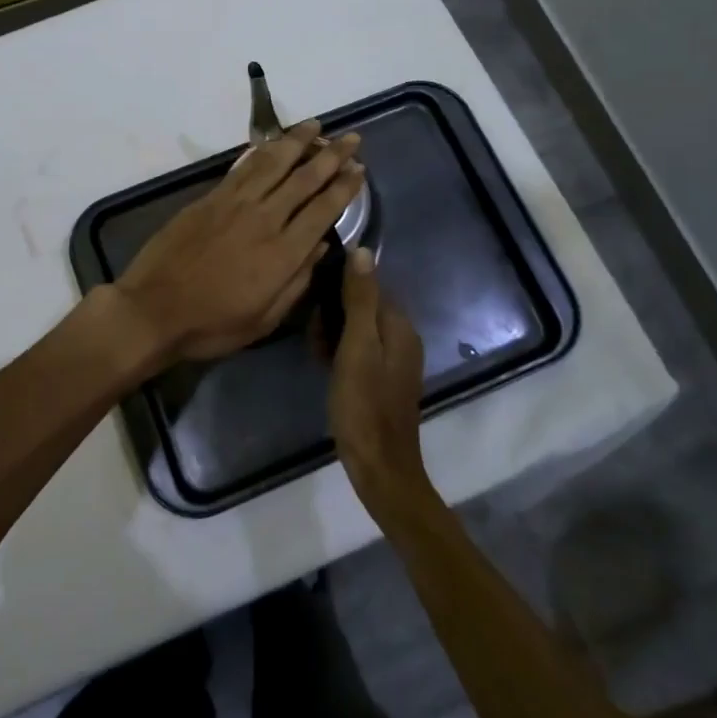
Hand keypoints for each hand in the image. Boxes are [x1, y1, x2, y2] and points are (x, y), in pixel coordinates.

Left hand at [114, 120, 364, 365]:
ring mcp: (234, 204)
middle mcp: (264, 219)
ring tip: (315, 125)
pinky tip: (274, 143)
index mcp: (283, 253)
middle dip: (331, 156)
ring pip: (273, 163)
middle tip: (351, 138)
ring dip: (297, 142)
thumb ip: (297, 281)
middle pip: (304, 179)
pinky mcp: (210, 198)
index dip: (344, 187)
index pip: (323, 210)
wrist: (153, 310)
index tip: (359, 169)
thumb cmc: (212, 324)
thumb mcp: (264, 319)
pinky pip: (243, 167)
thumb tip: (322, 246)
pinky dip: (262, 151)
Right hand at [329, 246, 435, 513]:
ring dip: (333, 334)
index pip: (368, 285)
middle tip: (313, 338)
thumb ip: (360, 299)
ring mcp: (394, 360)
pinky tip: (324, 366)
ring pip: (357, 329)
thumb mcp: (357, 347)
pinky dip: (340, 353)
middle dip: (333, 315)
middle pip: (362, 307)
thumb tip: (363, 250)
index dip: (338, 290)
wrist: (379, 467)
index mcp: (400, 326)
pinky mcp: (383, 380)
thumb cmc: (363, 405)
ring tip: (316, 353)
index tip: (313, 305)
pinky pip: (359, 351)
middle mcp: (402, 338)